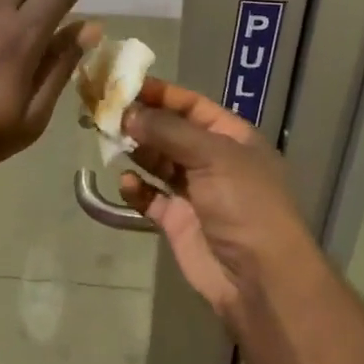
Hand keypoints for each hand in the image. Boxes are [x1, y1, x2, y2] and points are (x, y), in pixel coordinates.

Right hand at [119, 78, 313, 317]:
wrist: (260, 278)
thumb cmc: (245, 204)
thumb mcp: (213, 155)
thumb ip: (168, 131)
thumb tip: (128, 113)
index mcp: (231, 137)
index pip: (191, 105)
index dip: (160, 93)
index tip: (123, 84)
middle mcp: (212, 160)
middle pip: (170, 131)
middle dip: (140, 121)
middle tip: (104, 112)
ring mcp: (194, 191)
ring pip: (157, 161)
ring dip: (135, 150)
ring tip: (107, 140)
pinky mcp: (177, 221)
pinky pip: (150, 197)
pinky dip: (136, 188)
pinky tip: (126, 183)